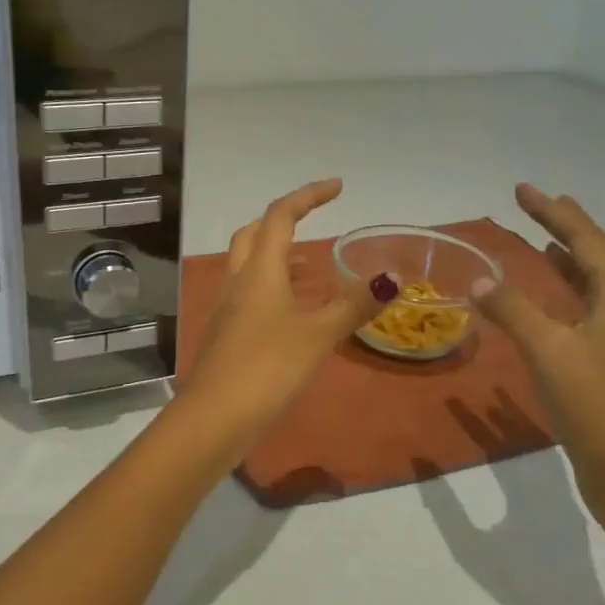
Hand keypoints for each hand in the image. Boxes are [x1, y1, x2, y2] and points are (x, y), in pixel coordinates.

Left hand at [176, 179, 383, 456]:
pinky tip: (291, 311)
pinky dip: (272, 287)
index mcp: (259, 270)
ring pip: (248, 265)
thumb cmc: (267, 367)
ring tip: (312, 266)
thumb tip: (391, 278)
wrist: (213, 417)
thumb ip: (353, 306)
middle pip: (254, 234)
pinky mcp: (224, 333)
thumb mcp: (317, 335)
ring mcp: (226, 307)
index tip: (337, 186)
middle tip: (314, 221)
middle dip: (283, 220)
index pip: (281, 216)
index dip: (308, 195)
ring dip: (277, 255)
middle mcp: (237, 280)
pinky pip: (248, 294)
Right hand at [470, 185, 604, 527]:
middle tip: (537, 205)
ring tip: (544, 242)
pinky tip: (551, 305)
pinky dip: (569, 294)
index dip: (556, 213)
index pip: (589, 243)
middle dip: (568, 228)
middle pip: (600, 258)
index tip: (523, 190)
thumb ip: (513, 311)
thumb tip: (479, 280)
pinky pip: (592, 312)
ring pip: (599, 287)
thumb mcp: (548, 353)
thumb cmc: (594, 408)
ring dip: (571, 260)